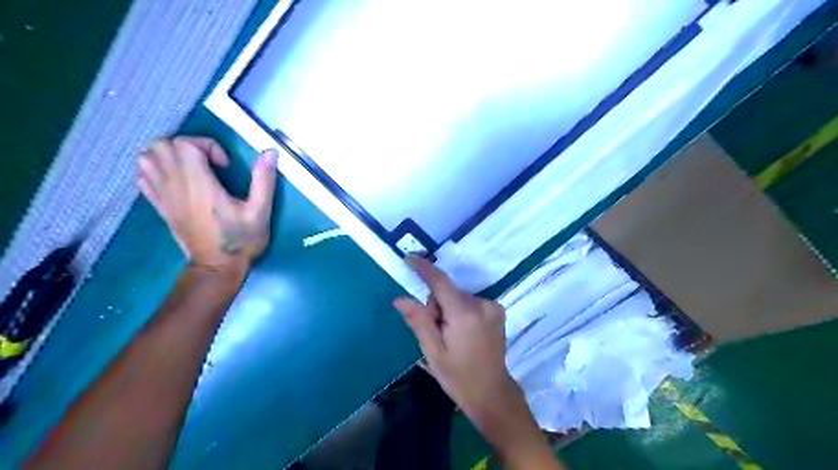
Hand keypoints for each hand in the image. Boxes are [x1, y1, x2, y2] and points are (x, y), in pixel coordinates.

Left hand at [138, 136, 276, 268]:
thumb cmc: (241, 240)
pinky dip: (156, 168)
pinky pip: (143, 175)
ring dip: (169, 155)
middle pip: (163, 145)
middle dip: (189, 146)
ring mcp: (163, 196)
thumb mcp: (260, 211)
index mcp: (199, 185)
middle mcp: (175, 186)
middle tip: (210, 163)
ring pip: (148, 157)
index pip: (185, 144)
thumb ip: (264, 180)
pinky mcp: (159, 205)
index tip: (225, 166)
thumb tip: (270, 152)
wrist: (217, 267)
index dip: (207, 146)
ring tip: (193, 167)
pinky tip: (177, 179)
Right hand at [394, 260, 562, 466]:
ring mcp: (493, 306)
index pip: (441, 282)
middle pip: (449, 291)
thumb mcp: (432, 352)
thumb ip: (418, 321)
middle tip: (436, 332)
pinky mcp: (498, 310)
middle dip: (437, 305)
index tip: (409, 258)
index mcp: (464, 314)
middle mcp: (482, 304)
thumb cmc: (458, 376)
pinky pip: (470, 302)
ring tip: (451, 336)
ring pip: (458, 297)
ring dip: (449, 309)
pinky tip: (463, 333)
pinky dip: (461, 311)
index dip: (424, 268)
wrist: (492, 393)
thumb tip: (400, 298)